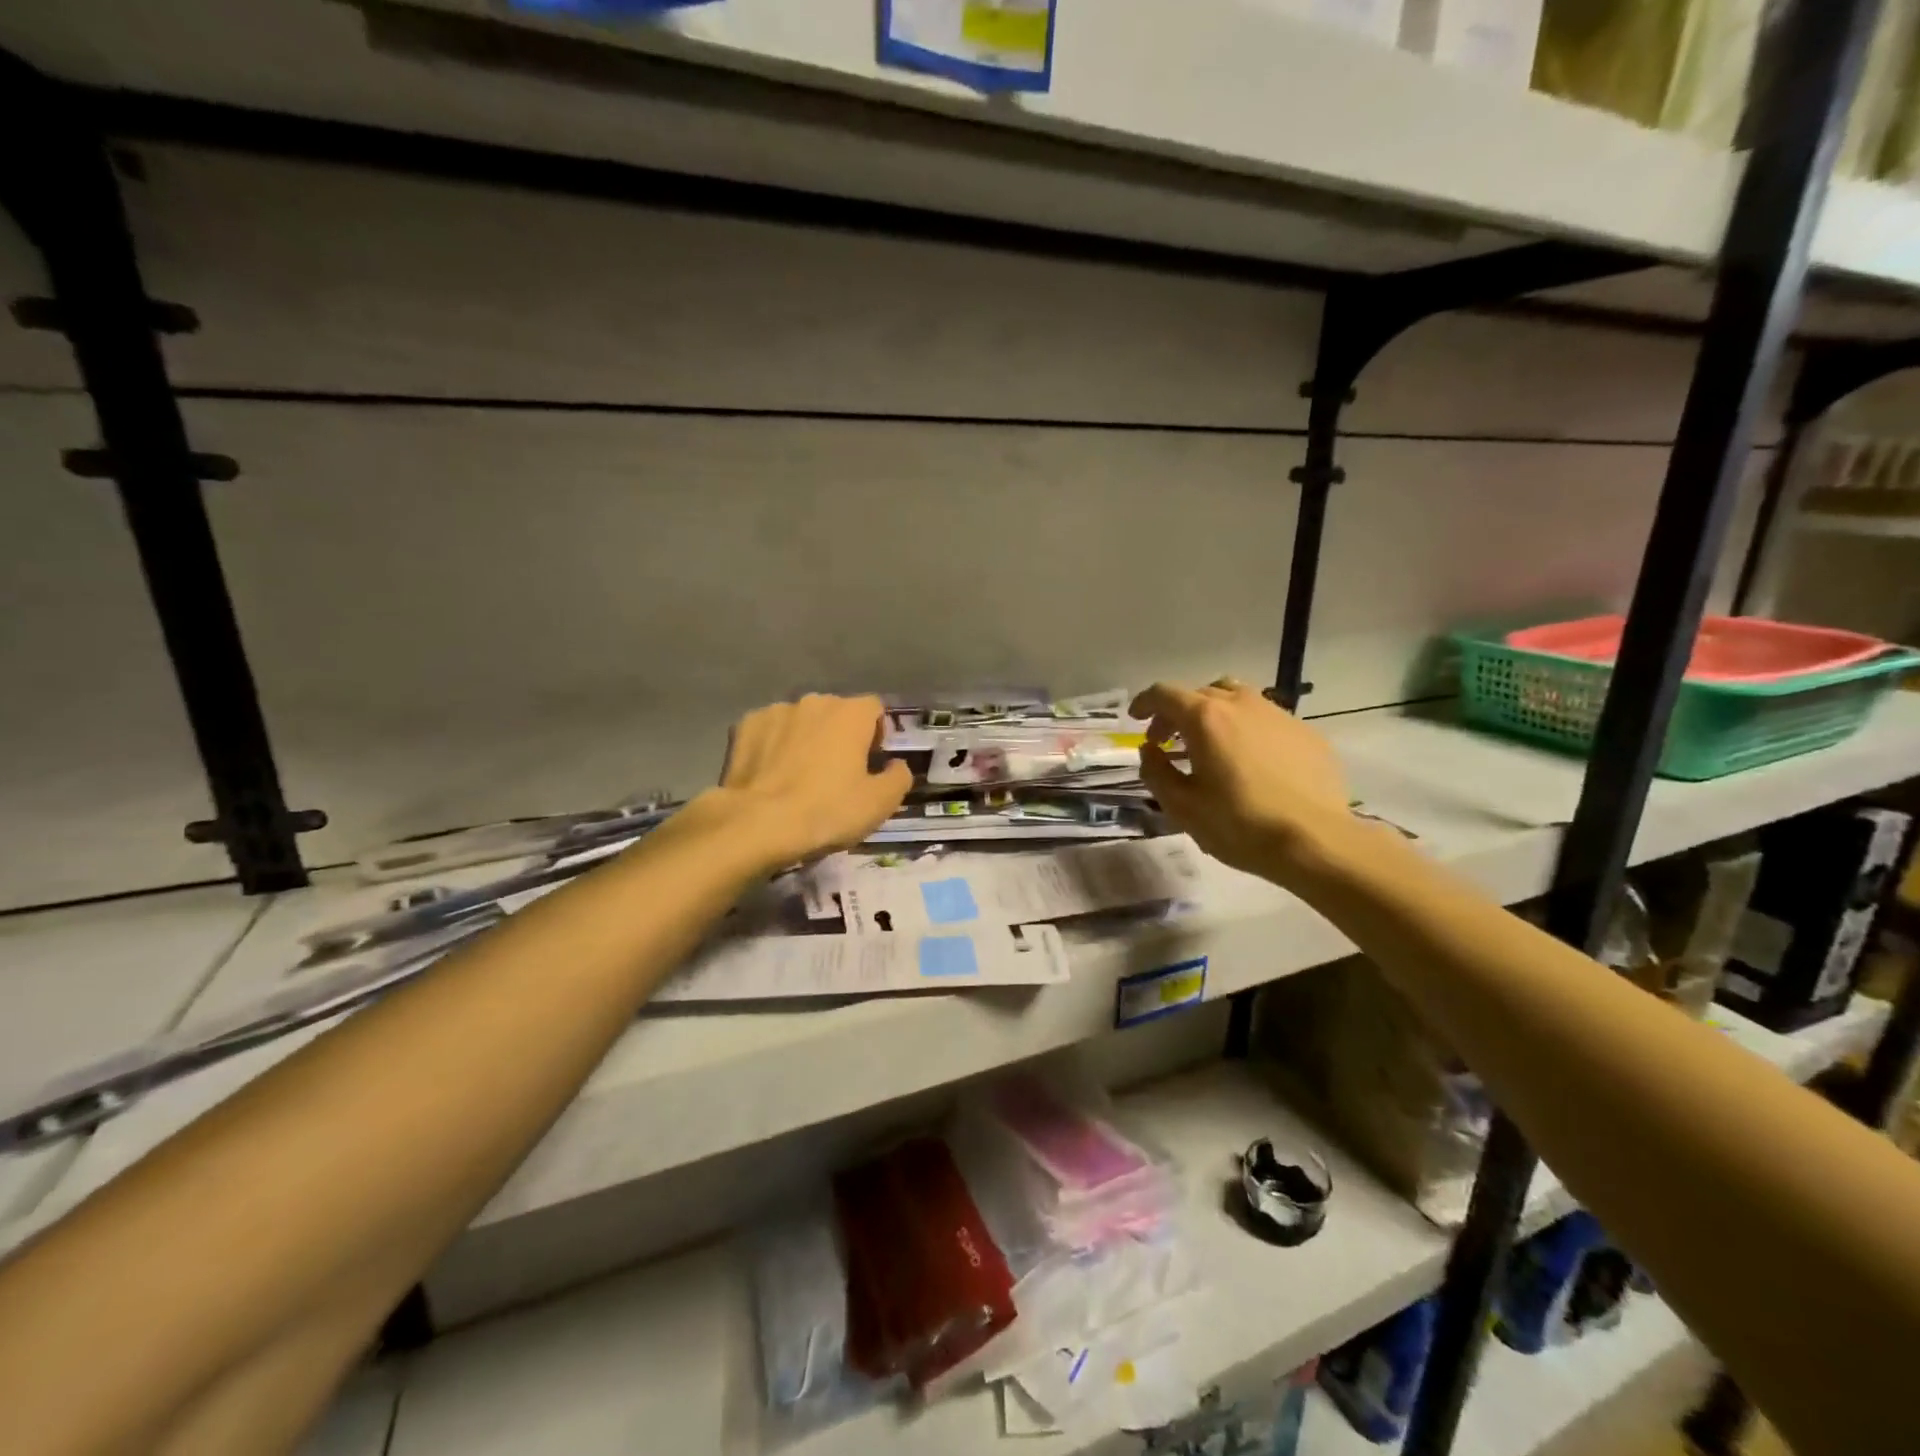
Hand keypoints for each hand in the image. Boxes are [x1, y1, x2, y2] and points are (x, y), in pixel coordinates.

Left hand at [709, 694, 911, 872]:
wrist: (757, 823)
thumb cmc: (827, 810)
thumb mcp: (880, 804)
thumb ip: (899, 777)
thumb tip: (896, 765)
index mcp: (851, 713)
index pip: (875, 709)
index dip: (877, 734)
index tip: (871, 763)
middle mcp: (814, 701)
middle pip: (836, 713)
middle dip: (840, 736)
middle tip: (836, 773)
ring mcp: (776, 710)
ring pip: (801, 721)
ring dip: (806, 739)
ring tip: (798, 775)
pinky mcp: (744, 726)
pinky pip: (769, 731)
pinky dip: (773, 746)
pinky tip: (770, 774)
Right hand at [1130, 679, 1352, 883]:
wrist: (1316, 841)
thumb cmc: (1239, 825)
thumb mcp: (1182, 806)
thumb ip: (1156, 772)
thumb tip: (1150, 750)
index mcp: (1205, 718)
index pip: (1164, 693)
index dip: (1144, 703)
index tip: (1136, 720)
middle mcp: (1241, 704)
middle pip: (1200, 693)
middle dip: (1177, 712)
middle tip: (1168, 741)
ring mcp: (1278, 715)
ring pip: (1236, 698)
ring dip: (1214, 713)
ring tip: (1210, 743)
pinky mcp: (1306, 732)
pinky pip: (1266, 719)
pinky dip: (1246, 729)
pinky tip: (1250, 761)